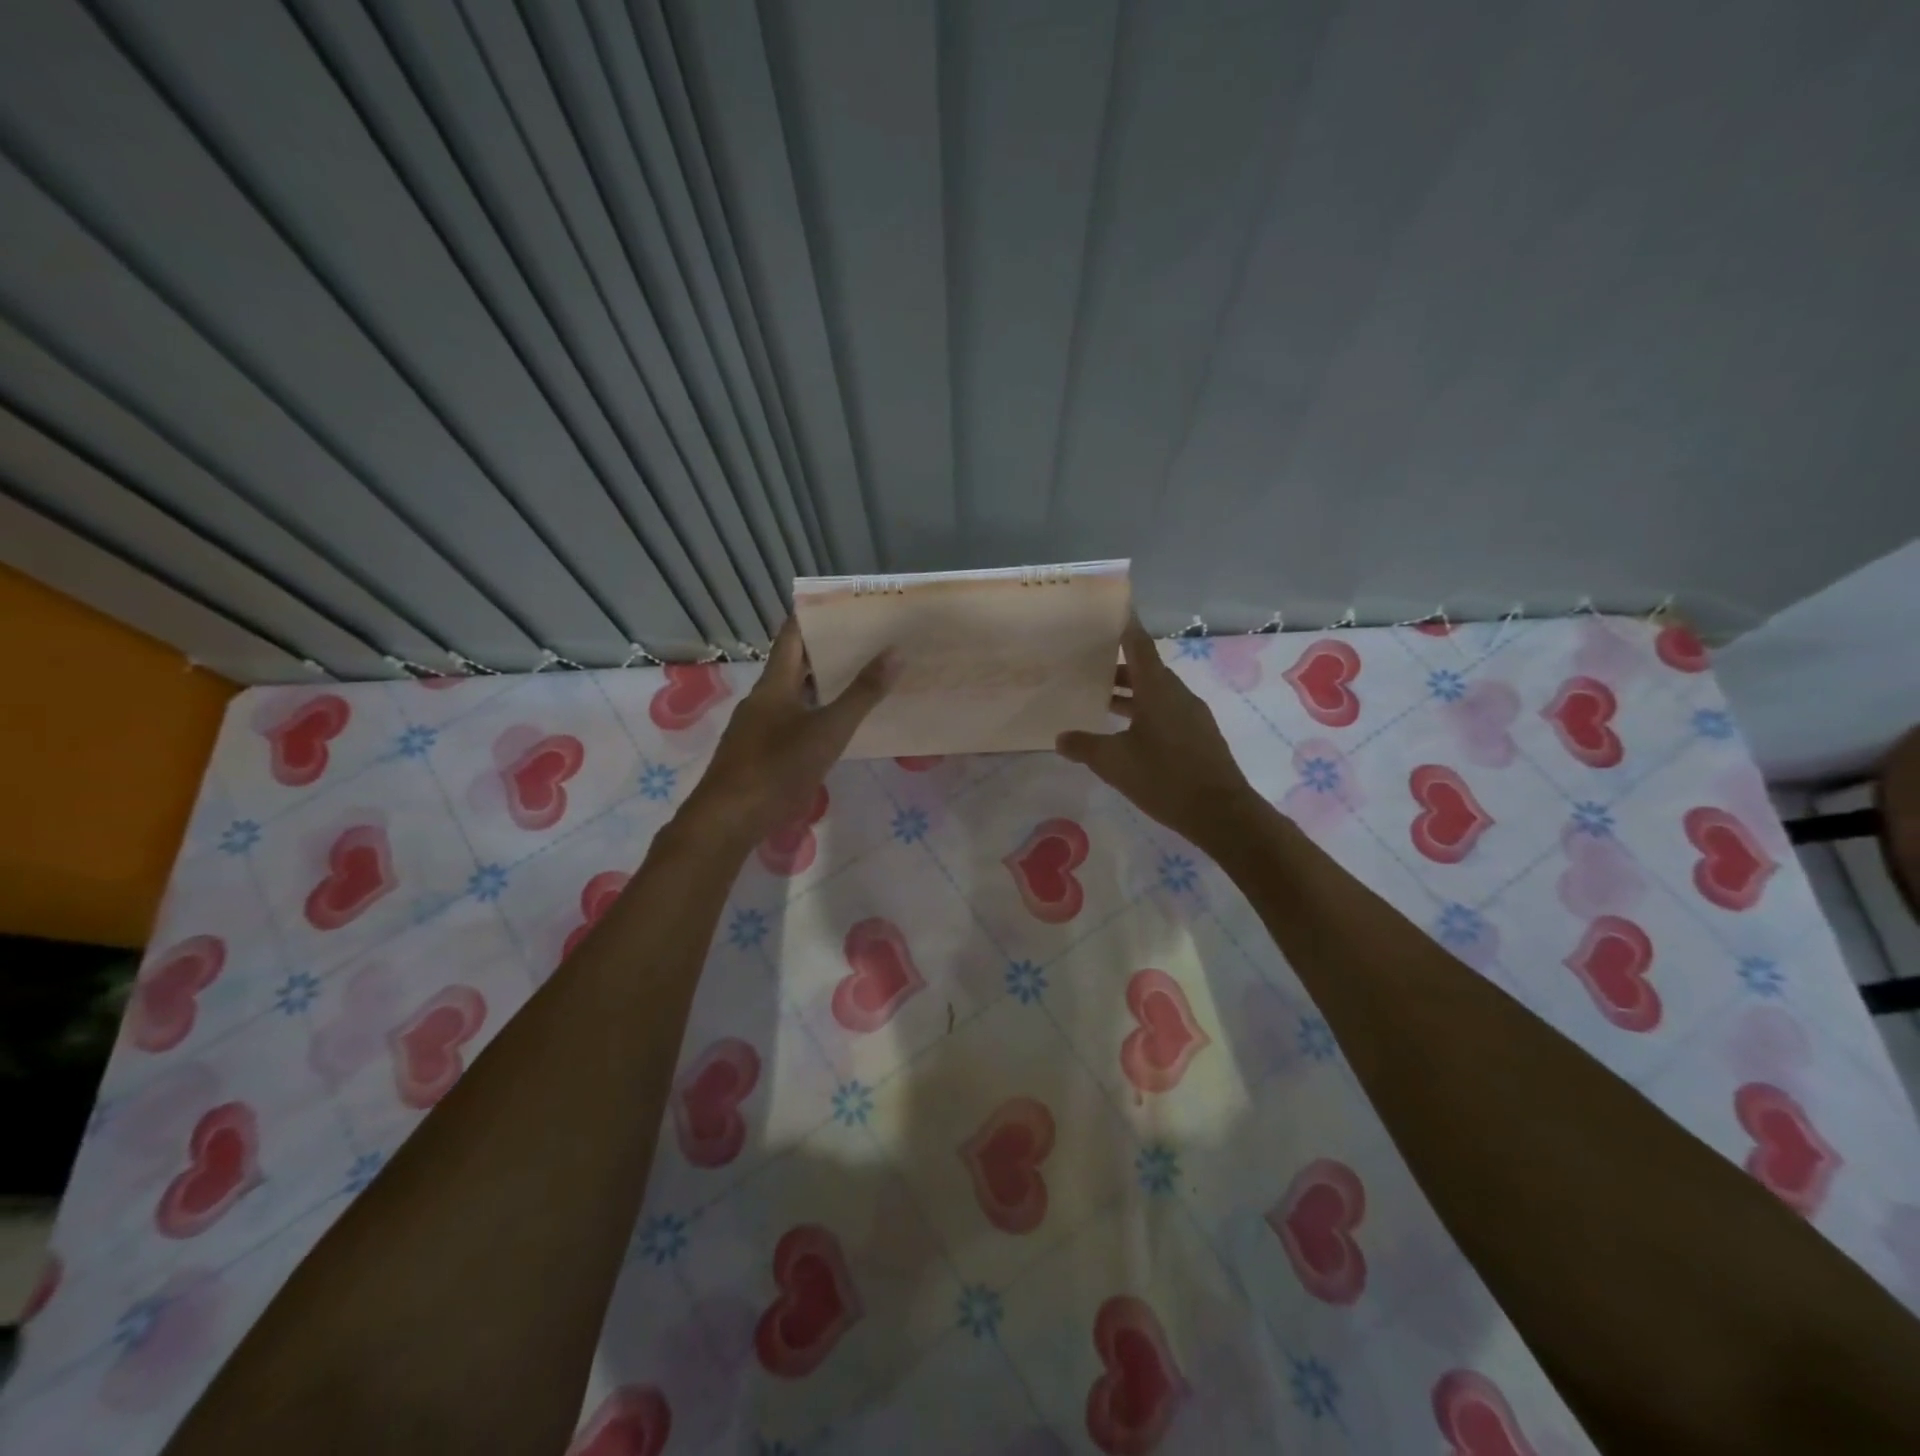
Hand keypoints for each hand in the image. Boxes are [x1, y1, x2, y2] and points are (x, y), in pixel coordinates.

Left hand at [678, 619, 896, 852]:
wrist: (728, 820)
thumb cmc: (777, 768)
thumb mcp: (828, 731)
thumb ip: (862, 694)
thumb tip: (895, 652)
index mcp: (774, 684)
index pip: (793, 635)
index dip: (815, 616)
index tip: (845, 605)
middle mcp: (762, 699)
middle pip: (794, 664)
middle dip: (826, 651)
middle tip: (866, 641)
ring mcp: (756, 727)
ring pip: (792, 695)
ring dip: (820, 685)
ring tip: (857, 679)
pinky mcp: (757, 753)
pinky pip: (788, 721)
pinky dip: (812, 714)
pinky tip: (832, 727)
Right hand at [1056, 619, 1263, 852]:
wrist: (1221, 813)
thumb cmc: (1164, 778)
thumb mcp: (1114, 763)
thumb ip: (1085, 746)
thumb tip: (1061, 738)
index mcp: (1158, 689)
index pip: (1139, 644)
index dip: (1125, 626)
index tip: (1113, 609)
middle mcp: (1177, 694)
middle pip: (1146, 669)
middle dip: (1118, 666)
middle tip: (1089, 665)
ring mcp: (1191, 715)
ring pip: (1156, 692)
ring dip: (1131, 693)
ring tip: (1101, 700)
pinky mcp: (1198, 735)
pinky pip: (1167, 711)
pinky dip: (1145, 711)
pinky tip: (1128, 732)